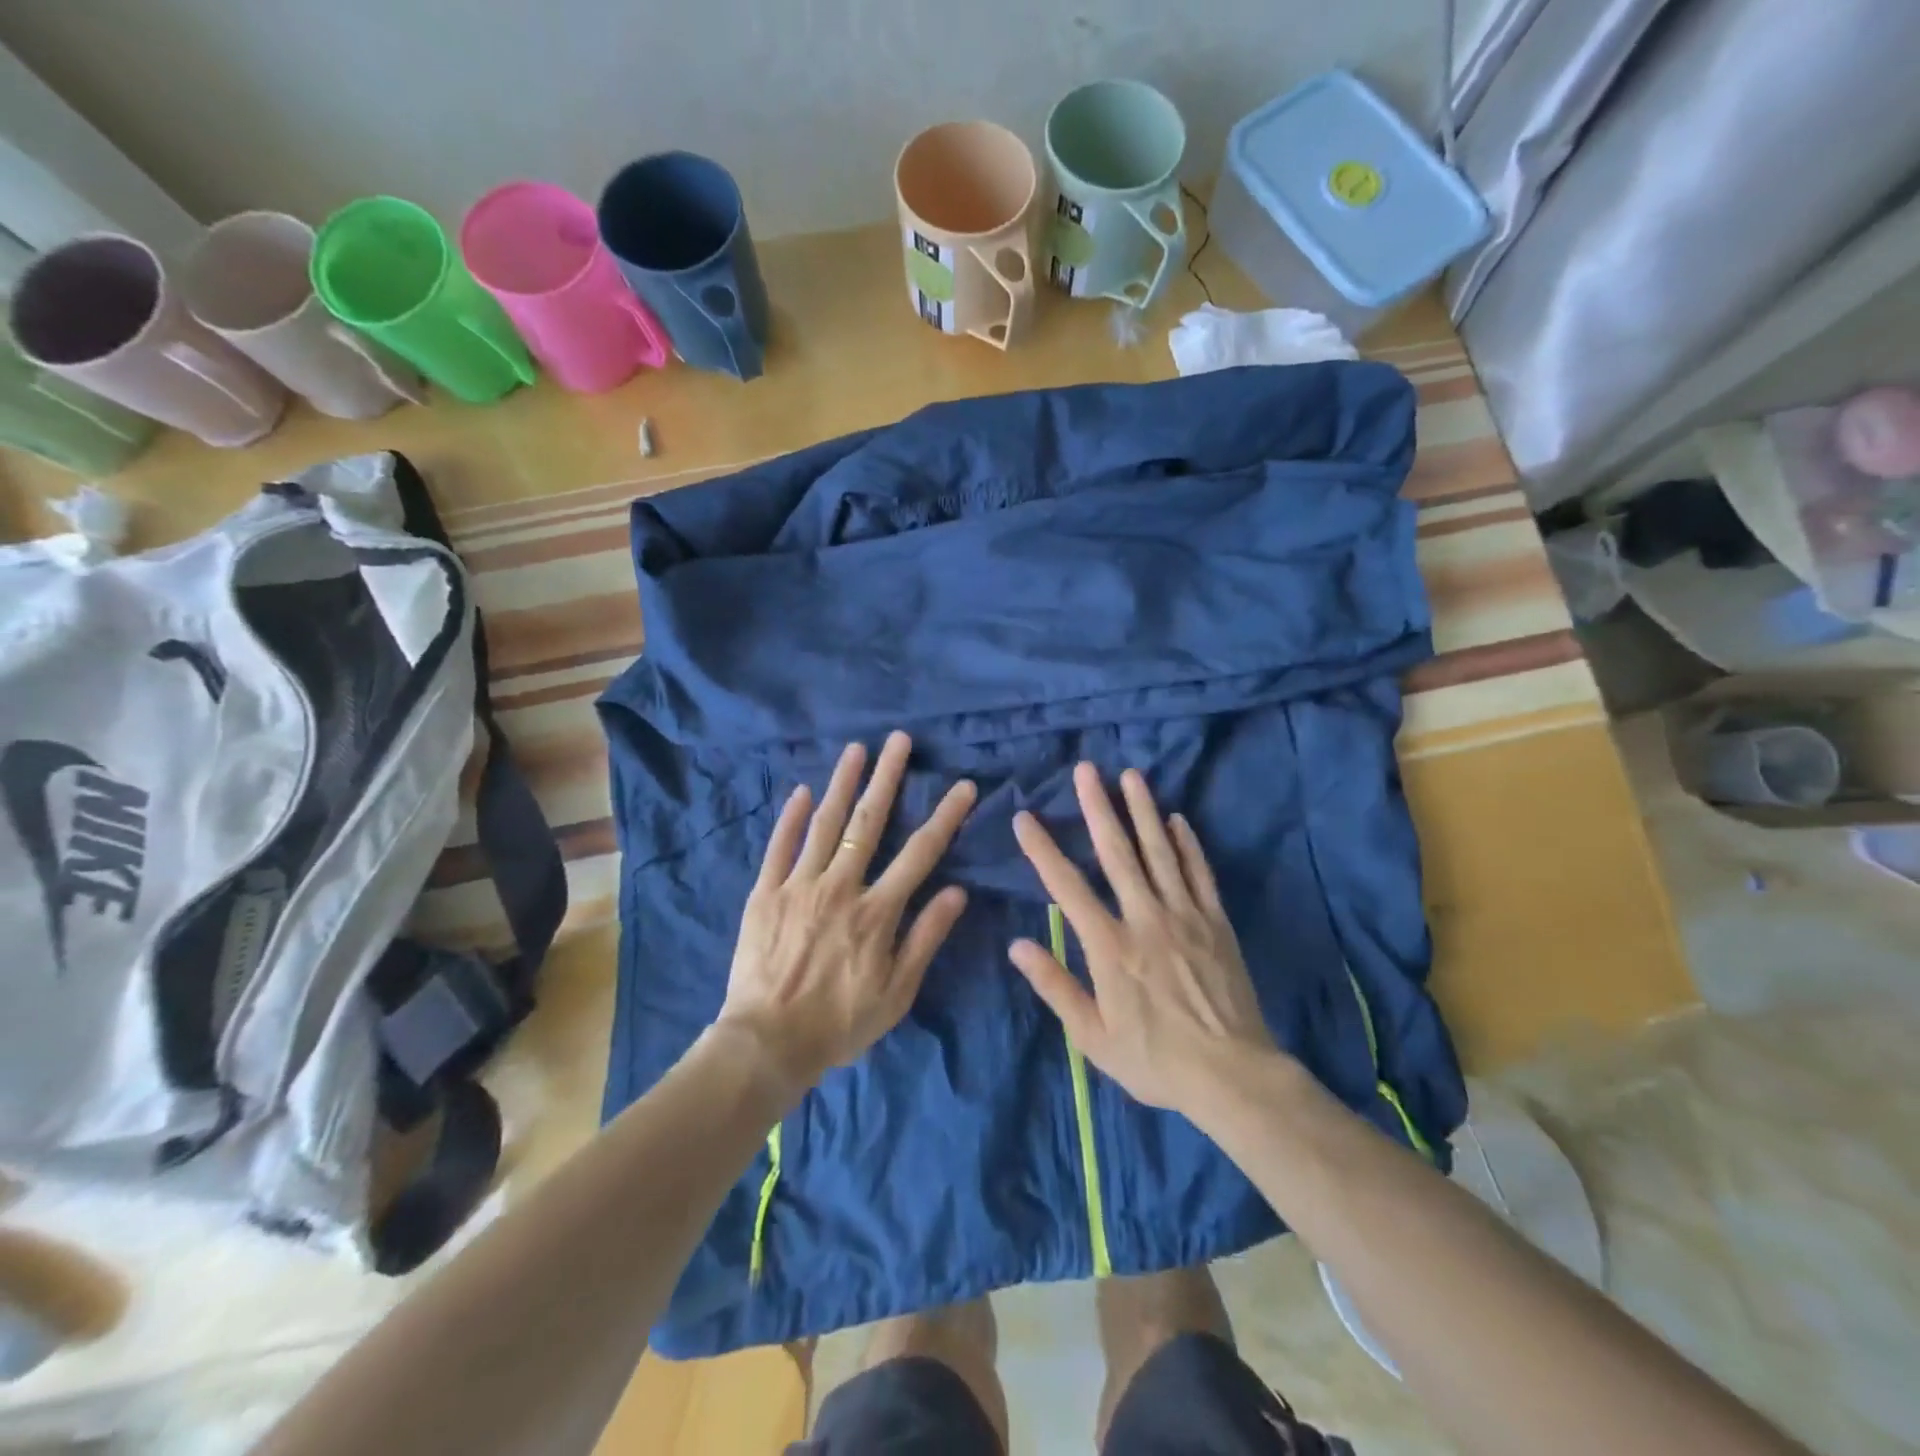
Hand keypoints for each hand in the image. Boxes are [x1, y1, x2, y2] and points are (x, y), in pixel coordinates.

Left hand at [717, 731, 976, 1097]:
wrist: (766, 1044)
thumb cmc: (839, 1022)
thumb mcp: (897, 992)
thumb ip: (925, 938)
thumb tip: (957, 891)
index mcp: (876, 912)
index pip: (920, 853)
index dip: (944, 817)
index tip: (963, 786)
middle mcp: (840, 887)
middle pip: (868, 823)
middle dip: (888, 778)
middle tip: (900, 740)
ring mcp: (798, 886)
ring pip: (824, 824)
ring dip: (842, 783)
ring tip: (857, 749)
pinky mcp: (764, 894)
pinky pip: (779, 847)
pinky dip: (790, 817)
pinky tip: (800, 790)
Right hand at [1009, 763, 1275, 1115]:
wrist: (1232, 1075)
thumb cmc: (1155, 1060)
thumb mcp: (1093, 1037)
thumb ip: (1055, 986)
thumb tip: (1017, 945)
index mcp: (1110, 946)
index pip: (1067, 887)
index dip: (1043, 850)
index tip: (1025, 817)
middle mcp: (1145, 918)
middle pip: (1118, 853)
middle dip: (1098, 808)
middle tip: (1086, 770)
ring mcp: (1185, 915)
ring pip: (1160, 852)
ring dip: (1143, 811)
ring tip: (1131, 776)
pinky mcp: (1216, 922)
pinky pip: (1199, 873)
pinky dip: (1188, 844)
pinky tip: (1177, 819)